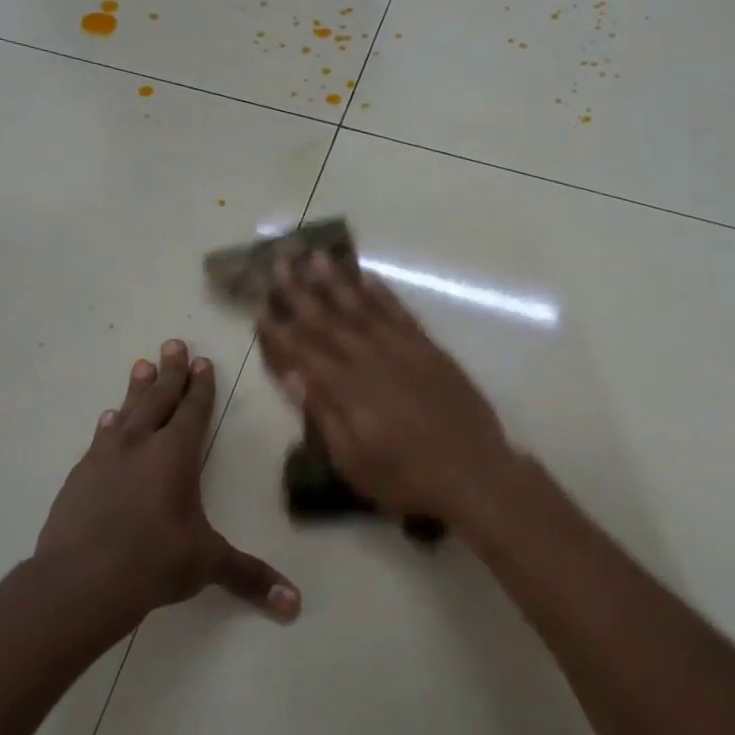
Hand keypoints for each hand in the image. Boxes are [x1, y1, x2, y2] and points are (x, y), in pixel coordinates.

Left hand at [34, 340, 300, 619]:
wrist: (80, 581)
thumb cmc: (154, 562)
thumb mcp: (207, 565)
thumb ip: (250, 578)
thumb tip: (294, 606)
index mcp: (176, 456)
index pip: (193, 411)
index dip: (200, 386)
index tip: (201, 361)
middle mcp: (141, 446)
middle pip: (159, 399)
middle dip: (170, 372)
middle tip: (172, 343)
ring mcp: (105, 459)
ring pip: (126, 412)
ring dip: (136, 389)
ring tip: (141, 365)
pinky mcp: (79, 478)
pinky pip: (99, 440)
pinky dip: (108, 426)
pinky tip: (107, 420)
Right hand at [254, 253, 520, 529]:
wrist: (474, 473)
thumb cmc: (407, 478)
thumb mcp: (354, 462)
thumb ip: (323, 414)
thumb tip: (294, 375)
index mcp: (347, 389)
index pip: (304, 351)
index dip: (280, 330)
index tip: (260, 307)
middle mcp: (370, 360)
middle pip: (328, 321)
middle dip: (300, 292)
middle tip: (279, 264)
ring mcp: (403, 350)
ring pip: (363, 307)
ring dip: (338, 282)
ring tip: (317, 256)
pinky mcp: (430, 349)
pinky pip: (400, 313)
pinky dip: (383, 294)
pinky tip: (368, 278)